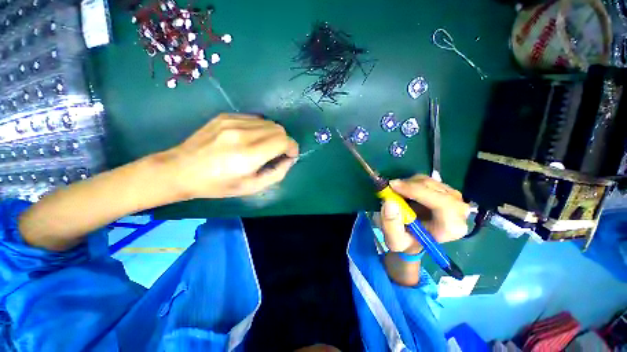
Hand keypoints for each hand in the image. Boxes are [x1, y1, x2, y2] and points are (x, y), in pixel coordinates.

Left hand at [166, 113, 298, 198]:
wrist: (181, 170)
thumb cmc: (218, 184)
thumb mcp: (251, 187)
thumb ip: (277, 173)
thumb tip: (289, 159)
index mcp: (249, 154)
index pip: (283, 141)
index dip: (292, 147)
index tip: (289, 155)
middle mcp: (242, 133)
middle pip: (278, 129)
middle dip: (284, 141)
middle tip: (277, 153)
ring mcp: (232, 121)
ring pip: (268, 122)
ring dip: (273, 134)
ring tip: (263, 146)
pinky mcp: (225, 116)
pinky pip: (254, 118)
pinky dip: (260, 128)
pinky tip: (251, 138)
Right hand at [376, 175, 468, 253]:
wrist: (414, 238)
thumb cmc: (407, 242)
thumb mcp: (394, 240)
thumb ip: (391, 224)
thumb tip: (389, 202)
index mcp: (451, 228)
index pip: (443, 204)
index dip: (417, 191)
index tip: (394, 187)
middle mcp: (459, 212)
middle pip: (437, 189)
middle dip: (411, 186)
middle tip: (391, 187)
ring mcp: (455, 199)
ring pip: (431, 182)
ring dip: (410, 184)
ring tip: (396, 192)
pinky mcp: (446, 192)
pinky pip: (428, 180)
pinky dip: (412, 182)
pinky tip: (405, 191)